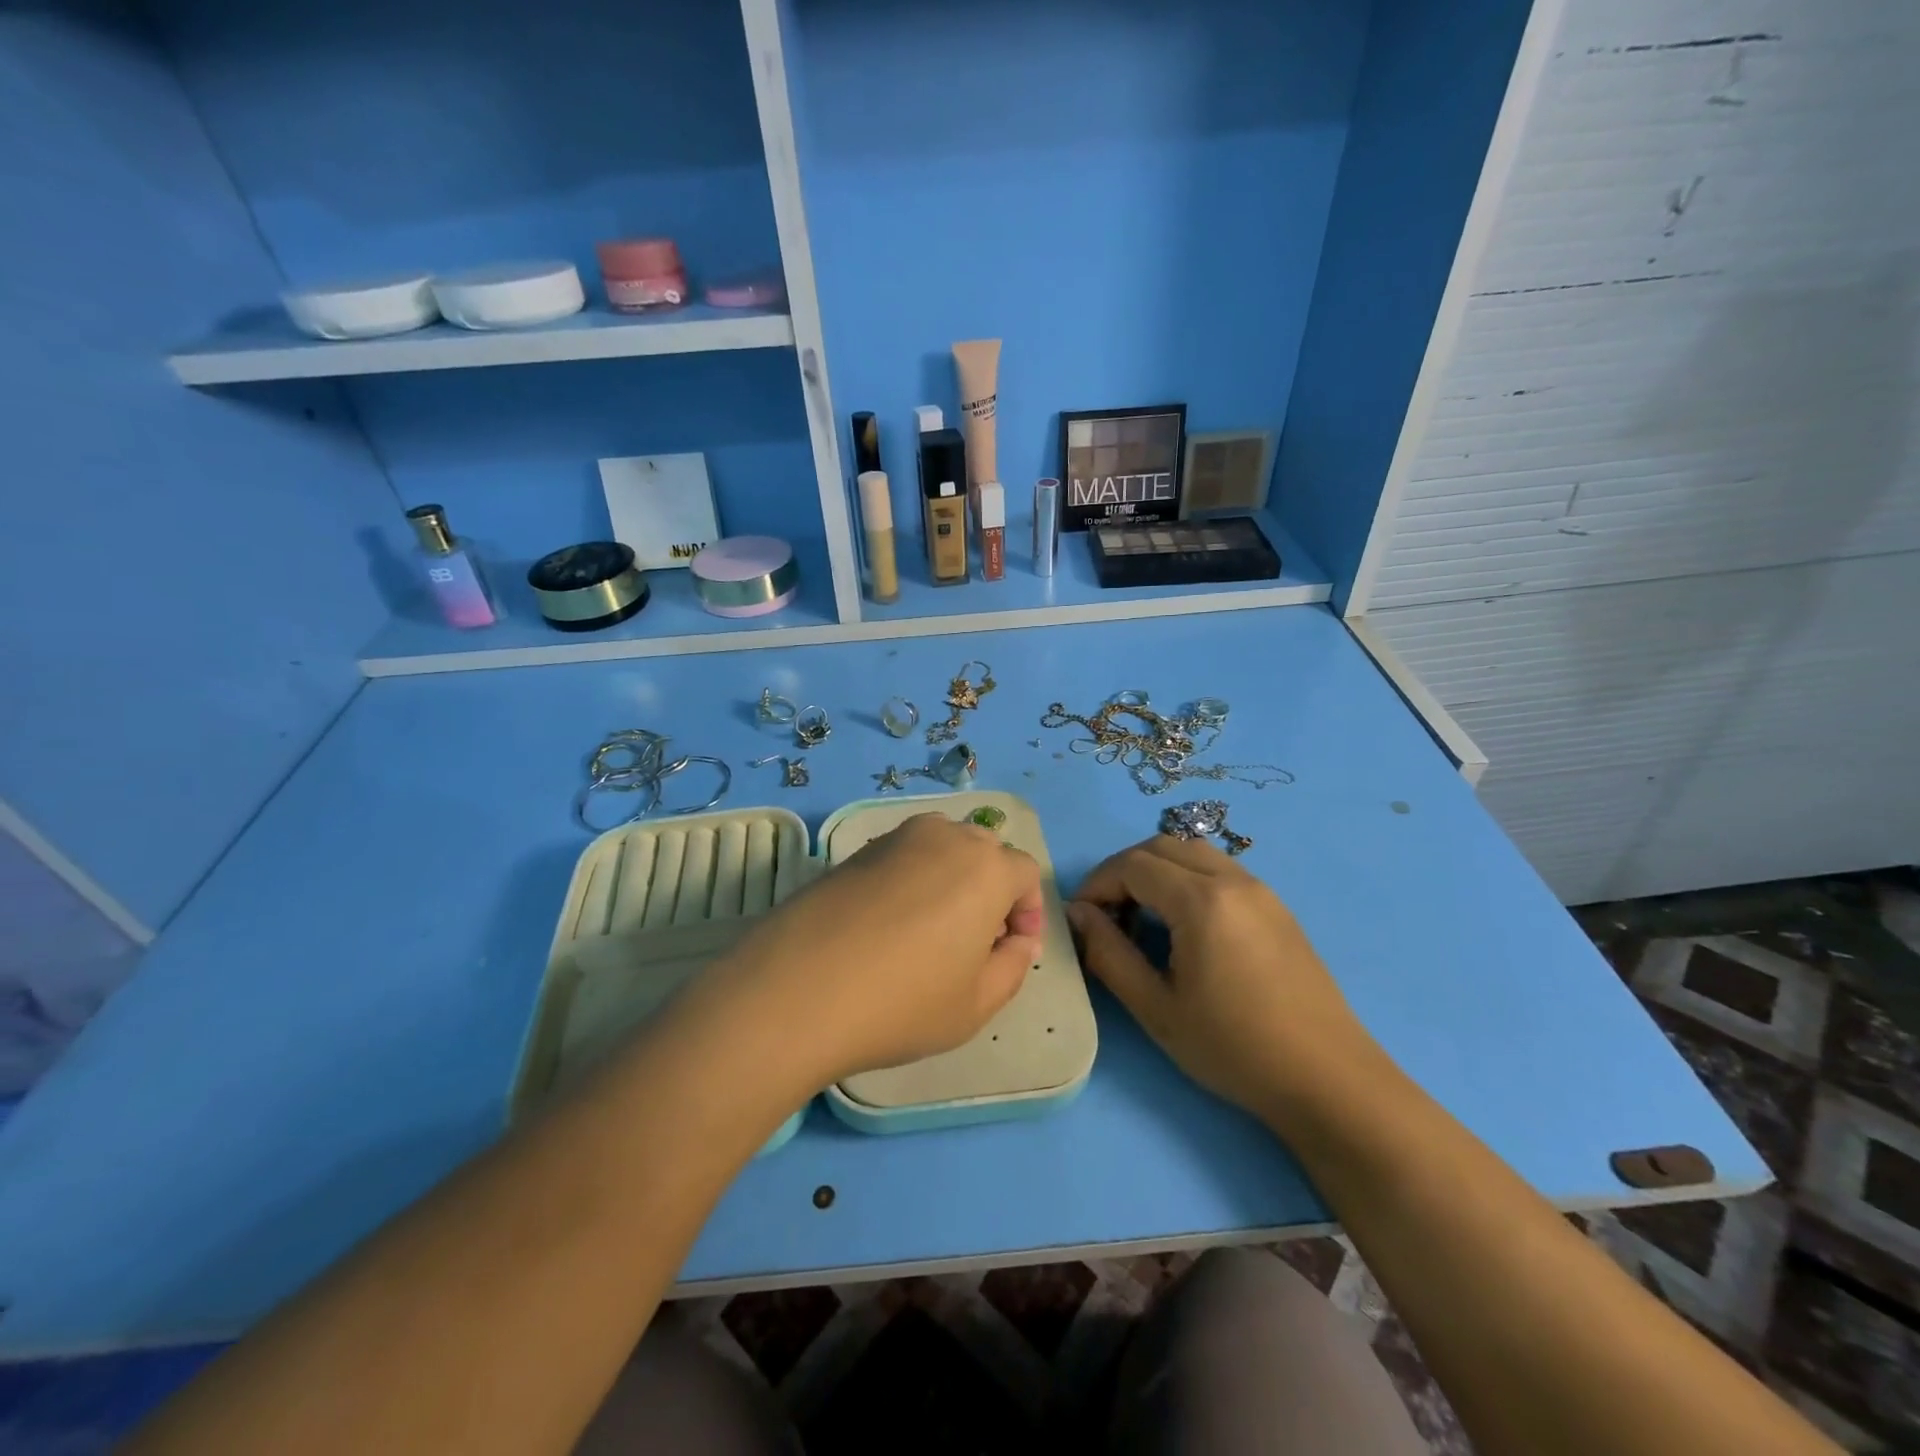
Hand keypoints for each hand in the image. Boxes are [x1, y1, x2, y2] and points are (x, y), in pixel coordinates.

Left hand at [720, 813, 1045, 1085]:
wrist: (798, 989)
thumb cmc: (903, 1002)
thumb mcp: (977, 1003)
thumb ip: (1012, 966)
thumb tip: (1016, 940)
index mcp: (986, 867)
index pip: (1025, 872)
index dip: (1028, 911)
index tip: (1011, 949)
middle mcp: (945, 837)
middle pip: (985, 851)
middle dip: (992, 890)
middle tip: (974, 941)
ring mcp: (896, 838)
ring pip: (943, 847)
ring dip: (952, 879)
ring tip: (931, 929)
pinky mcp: (856, 850)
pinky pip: (904, 855)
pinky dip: (912, 879)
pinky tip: (889, 924)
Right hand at [1066, 835, 1381, 1124]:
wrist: (1328, 1080)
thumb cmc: (1233, 1048)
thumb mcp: (1156, 1007)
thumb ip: (1108, 953)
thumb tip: (1077, 914)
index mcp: (1201, 901)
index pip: (1132, 865)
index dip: (1097, 884)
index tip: (1080, 919)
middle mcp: (1233, 880)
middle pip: (1161, 846)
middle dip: (1123, 870)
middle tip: (1107, 914)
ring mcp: (1261, 890)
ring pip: (1193, 853)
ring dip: (1157, 871)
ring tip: (1142, 918)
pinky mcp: (1277, 907)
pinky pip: (1220, 871)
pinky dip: (1187, 879)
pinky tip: (1184, 926)